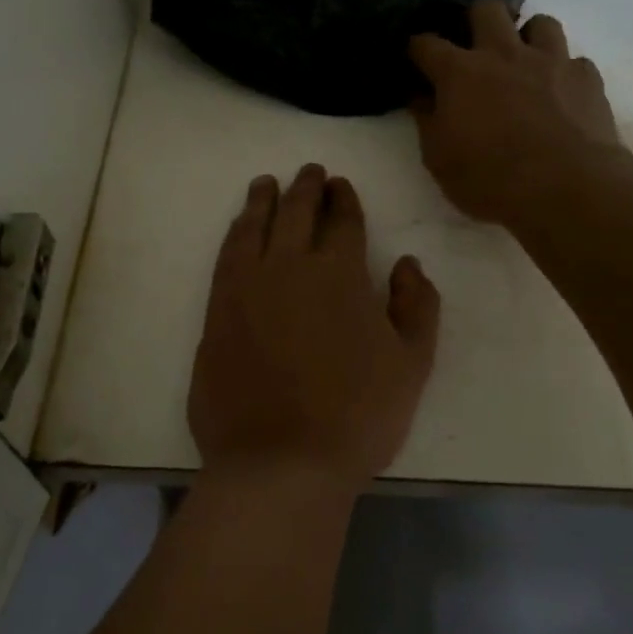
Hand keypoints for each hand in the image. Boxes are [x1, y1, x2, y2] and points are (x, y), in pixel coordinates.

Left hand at [188, 165, 439, 492]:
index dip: (344, 199)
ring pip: (253, 227)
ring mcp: (245, 288)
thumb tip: (408, 262)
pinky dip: (234, 235)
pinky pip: (225, 258)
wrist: (279, 462)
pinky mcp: (216, 313)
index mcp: (339, 273)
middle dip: (305, 187)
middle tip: (309, 171)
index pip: (343, 220)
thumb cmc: (357, 415)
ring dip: (262, 201)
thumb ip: (417, 305)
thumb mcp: (412, 364)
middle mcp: (288, 267)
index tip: (341, 185)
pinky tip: (238, 230)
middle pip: (296, 212)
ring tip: (266, 185)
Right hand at [409, 0, 622, 224]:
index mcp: (460, 73)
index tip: (415, 58)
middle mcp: (503, 54)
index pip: (426, 43)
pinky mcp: (587, 77)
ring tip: (524, 63)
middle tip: (475, 48)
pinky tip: (560, 93)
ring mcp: (550, 61)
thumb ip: (427, 121)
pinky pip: (574, 60)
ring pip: (540, 22)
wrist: (566, 187)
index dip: (416, 48)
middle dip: (476, 20)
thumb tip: (421, 97)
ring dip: (528, 38)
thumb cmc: (490, 178)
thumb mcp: (439, 159)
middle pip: (487, 9)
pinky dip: (563, 72)